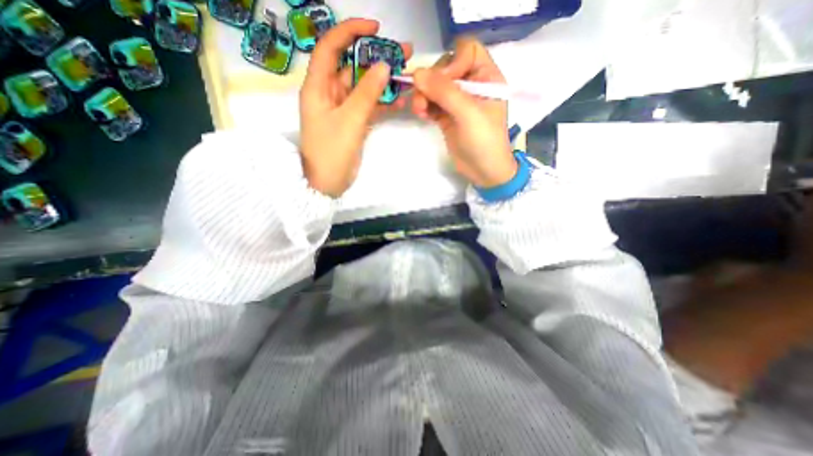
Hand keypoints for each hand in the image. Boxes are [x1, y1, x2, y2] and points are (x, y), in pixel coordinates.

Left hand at [299, 19, 412, 194]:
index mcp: (318, 87)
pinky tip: (399, 102)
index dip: (350, 32)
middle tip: (403, 54)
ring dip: (383, 83)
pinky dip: (382, 103)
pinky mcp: (353, 123)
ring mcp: (343, 109)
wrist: (327, 183)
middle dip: (376, 59)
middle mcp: (329, 94)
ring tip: (407, 76)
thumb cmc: (331, 152)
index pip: (331, 48)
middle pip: (352, 67)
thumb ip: (367, 93)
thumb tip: (384, 66)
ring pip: (364, 88)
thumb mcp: (349, 120)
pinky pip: (369, 107)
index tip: (375, 28)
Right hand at [409, 38, 516, 187]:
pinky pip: (431, 103)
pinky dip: (424, 106)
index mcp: (486, 77)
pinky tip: (421, 114)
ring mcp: (458, 102)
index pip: (466, 51)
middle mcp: (471, 85)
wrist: (484, 171)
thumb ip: (444, 92)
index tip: (442, 82)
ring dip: (424, 95)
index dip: (451, 62)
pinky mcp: (447, 116)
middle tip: (422, 99)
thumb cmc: (484, 141)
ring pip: (435, 87)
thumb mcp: (468, 113)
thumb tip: (416, 73)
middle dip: (432, 82)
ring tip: (419, 110)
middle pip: (445, 68)